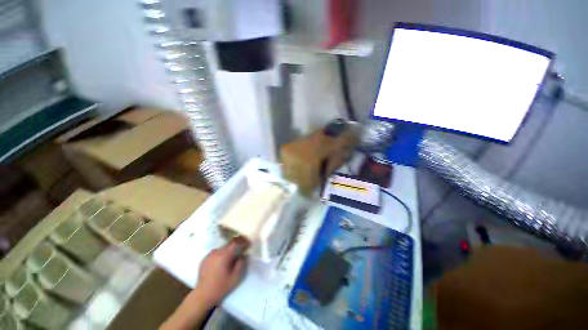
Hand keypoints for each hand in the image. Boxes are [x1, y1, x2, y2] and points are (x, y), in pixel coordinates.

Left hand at [192, 238, 248, 308]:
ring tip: (232, 254)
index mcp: (224, 255)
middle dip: (237, 244)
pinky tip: (222, 260)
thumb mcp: (235, 277)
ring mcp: (209, 255)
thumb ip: (241, 263)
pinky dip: (221, 253)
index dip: (243, 241)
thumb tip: (244, 254)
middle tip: (242, 247)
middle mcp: (216, 252)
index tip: (248, 243)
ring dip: (229, 249)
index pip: (235, 242)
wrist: (203, 295)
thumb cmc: (221, 287)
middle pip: (228, 243)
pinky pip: (215, 252)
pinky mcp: (204, 259)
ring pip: (222, 247)